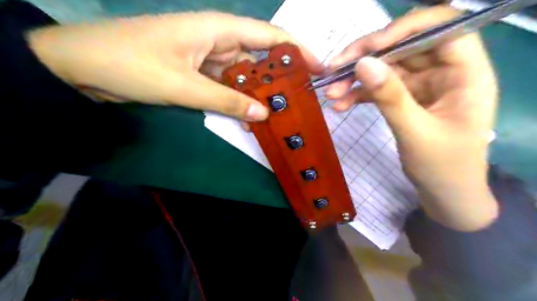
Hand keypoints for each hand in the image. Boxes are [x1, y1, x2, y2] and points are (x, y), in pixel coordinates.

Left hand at [29, 10, 316, 121]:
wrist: (83, 68)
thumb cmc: (130, 64)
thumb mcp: (183, 86)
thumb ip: (226, 100)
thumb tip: (263, 113)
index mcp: (216, 29)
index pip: (267, 35)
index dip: (296, 49)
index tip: (317, 67)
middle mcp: (217, 40)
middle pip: (258, 57)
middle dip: (280, 76)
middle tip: (301, 98)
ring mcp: (207, 59)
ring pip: (243, 74)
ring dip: (260, 92)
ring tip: (282, 110)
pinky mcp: (198, 74)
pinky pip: (227, 86)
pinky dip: (239, 99)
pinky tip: (251, 113)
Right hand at [328, 6, 498, 231]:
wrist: (445, 193)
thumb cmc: (442, 167)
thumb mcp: (415, 132)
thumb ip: (390, 96)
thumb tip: (362, 63)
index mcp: (466, 73)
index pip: (441, 28)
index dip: (404, 30)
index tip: (369, 48)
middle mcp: (445, 72)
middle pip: (404, 47)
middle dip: (366, 57)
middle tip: (334, 70)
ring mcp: (424, 85)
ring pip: (386, 68)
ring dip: (356, 78)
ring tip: (331, 92)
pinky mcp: (407, 98)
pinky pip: (380, 88)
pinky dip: (359, 94)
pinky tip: (340, 104)